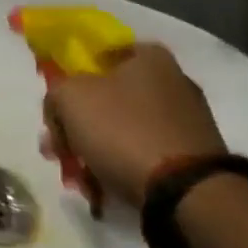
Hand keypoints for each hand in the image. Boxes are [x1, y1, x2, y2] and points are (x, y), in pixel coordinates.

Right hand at [43, 44, 226, 207]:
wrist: (183, 191)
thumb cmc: (123, 131)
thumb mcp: (70, 98)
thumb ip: (56, 91)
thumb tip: (61, 106)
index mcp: (149, 56)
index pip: (97, 57)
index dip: (69, 81)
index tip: (55, 112)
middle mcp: (173, 80)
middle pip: (107, 97)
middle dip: (76, 126)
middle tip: (58, 152)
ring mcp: (186, 119)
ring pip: (122, 128)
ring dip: (94, 150)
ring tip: (79, 179)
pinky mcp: (192, 154)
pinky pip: (144, 153)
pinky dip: (121, 166)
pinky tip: (104, 189)